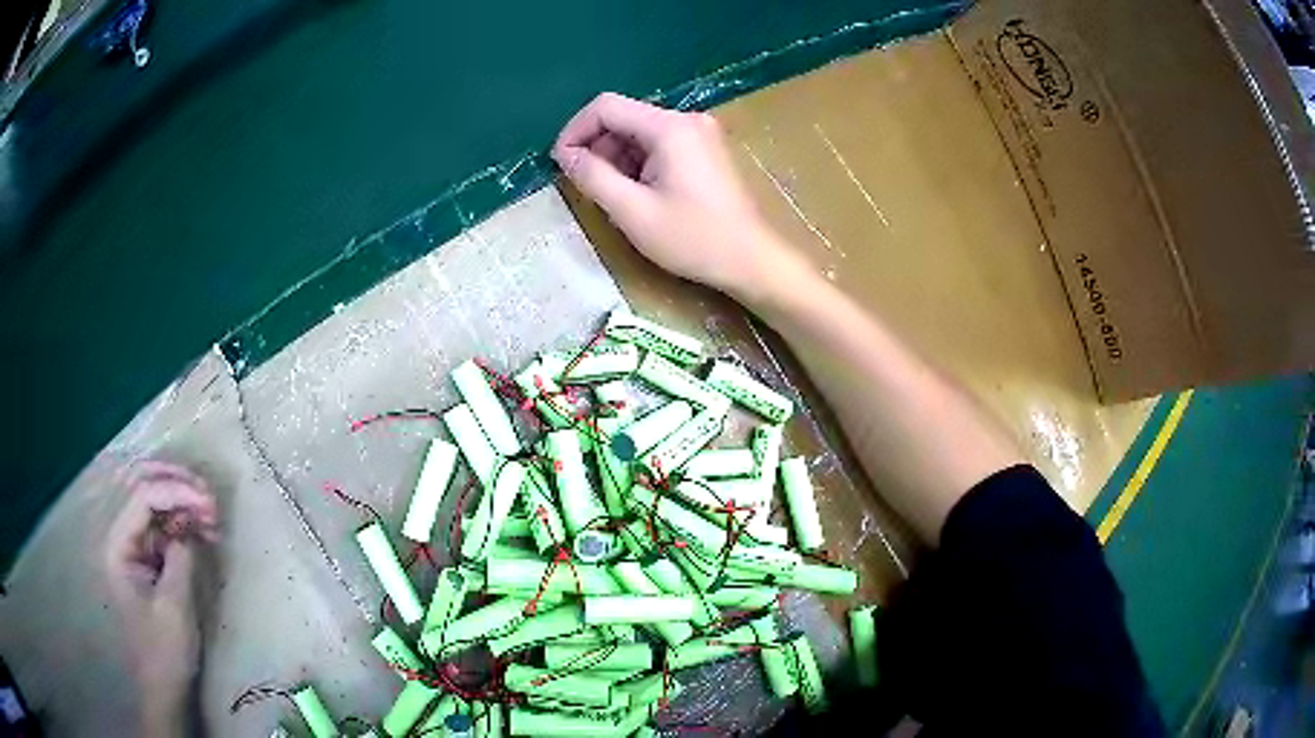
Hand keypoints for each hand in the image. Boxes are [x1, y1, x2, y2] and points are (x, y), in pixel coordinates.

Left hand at [104, 461, 218, 736]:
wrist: (163, 686)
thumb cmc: (165, 651)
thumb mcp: (175, 606)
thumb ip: (180, 557)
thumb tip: (190, 524)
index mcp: (118, 545)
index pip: (143, 497)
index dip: (177, 492)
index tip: (210, 503)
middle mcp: (121, 536)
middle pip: (144, 487)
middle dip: (177, 485)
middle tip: (210, 498)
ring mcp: (134, 546)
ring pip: (155, 502)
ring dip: (183, 502)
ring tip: (212, 517)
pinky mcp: (147, 557)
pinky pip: (163, 525)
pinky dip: (183, 522)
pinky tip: (203, 531)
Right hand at [552, 93, 806, 304]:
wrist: (753, 260)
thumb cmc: (694, 239)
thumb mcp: (632, 211)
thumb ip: (593, 177)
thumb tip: (565, 155)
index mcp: (669, 127)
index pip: (606, 106)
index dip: (575, 130)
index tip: (561, 163)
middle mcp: (686, 120)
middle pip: (624, 118)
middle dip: (598, 148)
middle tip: (588, 188)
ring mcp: (700, 134)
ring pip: (640, 134)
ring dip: (618, 161)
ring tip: (615, 199)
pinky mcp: (706, 151)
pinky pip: (660, 147)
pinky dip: (640, 166)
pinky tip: (640, 197)